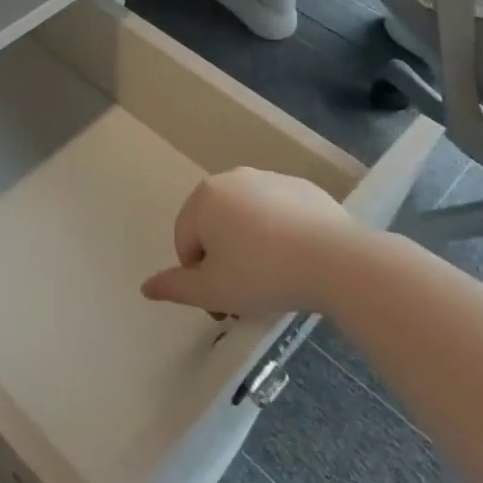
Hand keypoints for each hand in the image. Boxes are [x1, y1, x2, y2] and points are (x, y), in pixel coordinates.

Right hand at [141, 168, 369, 319]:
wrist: (336, 261)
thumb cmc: (263, 274)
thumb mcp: (212, 291)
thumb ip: (175, 287)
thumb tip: (145, 287)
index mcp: (204, 198)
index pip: (186, 243)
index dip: (200, 278)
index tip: (224, 305)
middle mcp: (233, 178)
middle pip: (215, 227)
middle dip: (225, 261)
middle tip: (247, 296)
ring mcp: (270, 179)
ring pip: (248, 220)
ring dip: (251, 247)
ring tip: (276, 280)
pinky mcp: (303, 188)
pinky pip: (280, 215)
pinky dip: (281, 235)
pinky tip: (299, 262)